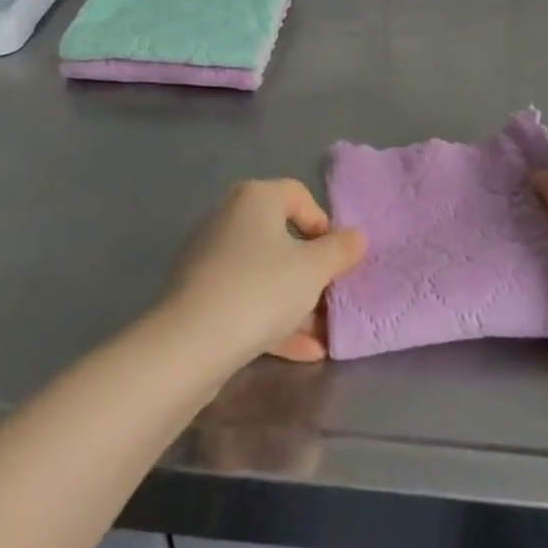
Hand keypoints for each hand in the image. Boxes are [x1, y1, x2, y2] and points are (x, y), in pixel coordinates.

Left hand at [162, 180, 366, 365]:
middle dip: (311, 272)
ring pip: (264, 274)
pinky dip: (272, 320)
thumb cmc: (261, 288)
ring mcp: (209, 258)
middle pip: (281, 238)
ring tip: (323, 335)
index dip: (323, 224)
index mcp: (255, 198)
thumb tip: (356, 236)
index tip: (335, 257)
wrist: (190, 343)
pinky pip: (244, 300)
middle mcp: (229, 218)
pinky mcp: (198, 296)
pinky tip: (302, 352)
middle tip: (331, 298)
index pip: (298, 195)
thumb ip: (340, 250)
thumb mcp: (313, 269)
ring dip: (296, 302)